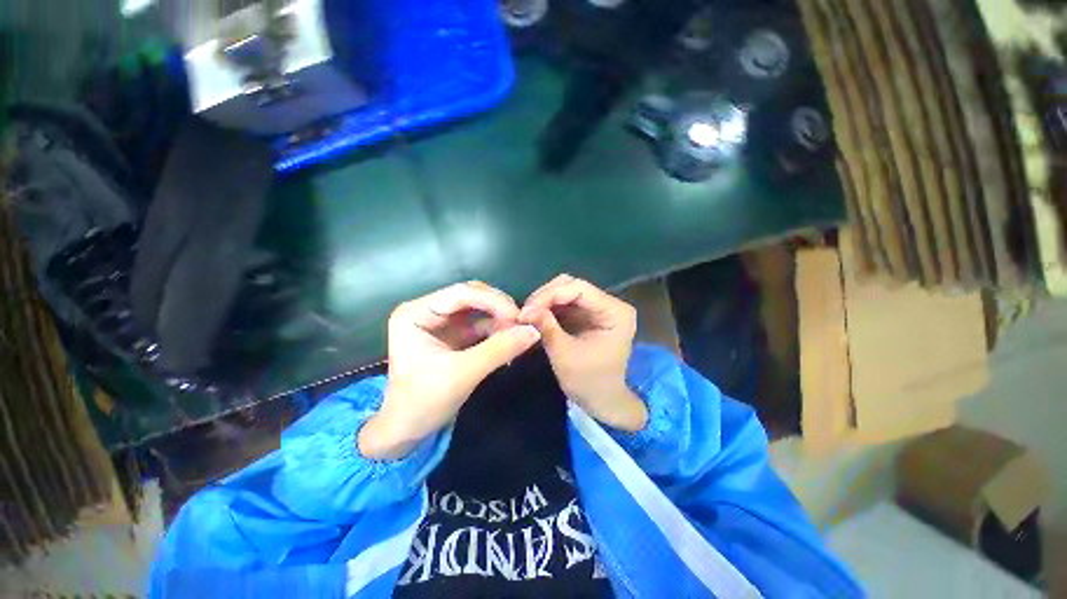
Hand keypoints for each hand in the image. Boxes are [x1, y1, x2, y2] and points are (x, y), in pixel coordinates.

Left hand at [360, 282, 540, 459]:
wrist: (408, 430)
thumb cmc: (424, 403)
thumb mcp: (463, 374)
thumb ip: (499, 349)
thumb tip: (534, 331)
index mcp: (416, 313)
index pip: (461, 293)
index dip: (493, 301)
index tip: (519, 318)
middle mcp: (427, 309)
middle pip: (472, 296)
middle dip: (499, 309)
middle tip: (522, 326)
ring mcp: (441, 321)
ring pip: (480, 307)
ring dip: (501, 319)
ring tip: (519, 334)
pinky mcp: (454, 333)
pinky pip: (481, 323)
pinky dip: (498, 330)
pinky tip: (511, 341)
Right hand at [519, 275, 646, 431]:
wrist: (602, 401)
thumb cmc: (589, 382)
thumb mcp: (565, 355)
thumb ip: (547, 328)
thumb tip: (524, 310)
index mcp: (615, 311)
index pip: (579, 289)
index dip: (551, 294)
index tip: (526, 309)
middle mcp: (610, 304)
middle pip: (572, 286)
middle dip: (546, 297)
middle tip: (525, 312)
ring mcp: (598, 309)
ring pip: (566, 292)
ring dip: (545, 302)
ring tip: (527, 315)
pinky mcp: (588, 315)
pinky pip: (565, 304)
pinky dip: (549, 309)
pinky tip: (536, 317)